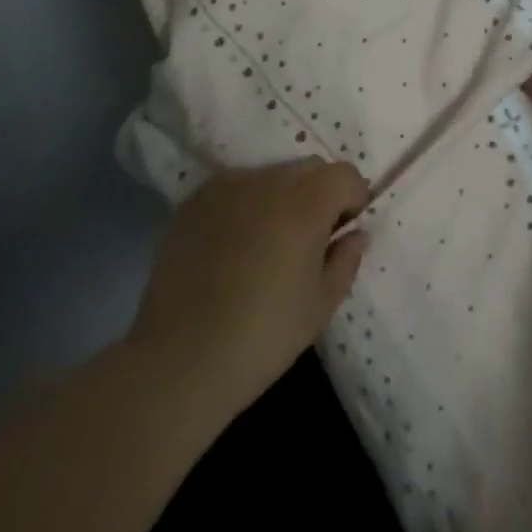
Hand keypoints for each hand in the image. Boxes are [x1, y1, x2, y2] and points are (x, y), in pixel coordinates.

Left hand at [126, 158, 368, 423]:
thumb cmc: (261, 337)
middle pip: (309, 168)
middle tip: (307, 240)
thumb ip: (347, 259)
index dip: (352, 201)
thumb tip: (354, 233)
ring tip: (265, 244)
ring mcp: (227, 185)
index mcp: (306, 202)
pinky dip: (244, 205)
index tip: (341, 233)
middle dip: (319, 194)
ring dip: (280, 197)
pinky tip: (231, 247)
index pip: (345, 175)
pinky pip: (235, 188)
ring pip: (271, 175)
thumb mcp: (321, 306)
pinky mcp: (195, 200)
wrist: (177, 363)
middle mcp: (269, 180)